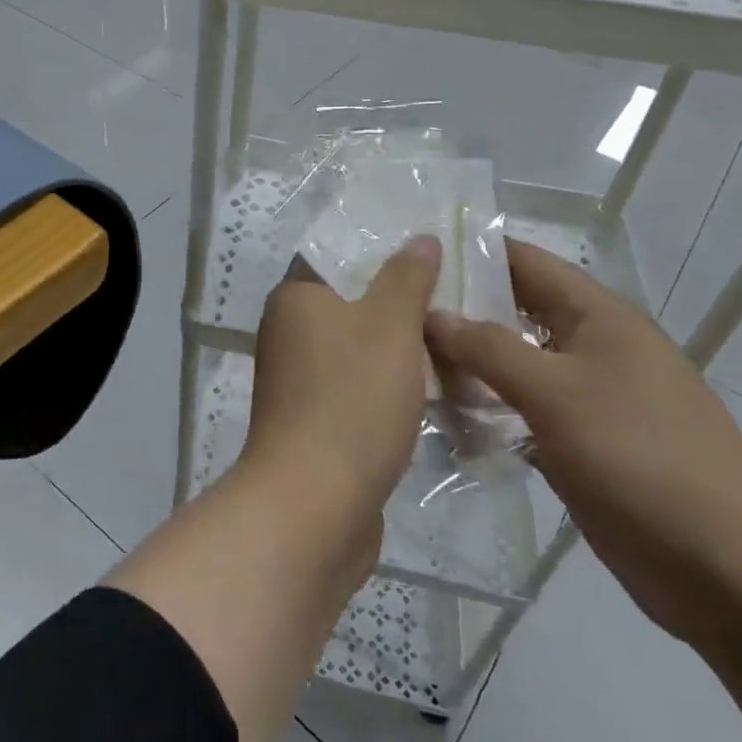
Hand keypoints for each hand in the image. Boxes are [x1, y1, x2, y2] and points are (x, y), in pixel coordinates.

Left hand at [241, 235, 441, 564]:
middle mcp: (287, 331)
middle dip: (399, 301)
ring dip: (398, 348)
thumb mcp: (389, 326)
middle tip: (454, 298)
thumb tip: (418, 237)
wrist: (313, 503)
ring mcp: (297, 379)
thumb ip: (406, 278)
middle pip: (350, 302)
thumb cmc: (351, 399)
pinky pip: (356, 386)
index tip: (429, 252)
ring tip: (454, 341)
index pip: (337, 255)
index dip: (381, 250)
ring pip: (357, 347)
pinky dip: (388, 385)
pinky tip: (432, 390)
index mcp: (295, 297)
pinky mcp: (313, 420)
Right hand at [424, 240, 741, 644]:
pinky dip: (482, 406)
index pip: (523, 261)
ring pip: (511, 363)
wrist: (731, 572)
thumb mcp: (557, 393)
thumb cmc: (644, 459)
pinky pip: (518, 410)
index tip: (410, 252)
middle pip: (512, 311)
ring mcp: (584, 398)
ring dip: (465, 361)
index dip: (470, 249)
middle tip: (389, 307)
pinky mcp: (577, 443)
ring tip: (397, 355)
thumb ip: (488, 349)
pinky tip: (436, 411)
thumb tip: (431, 313)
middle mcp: (589, 346)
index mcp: (597, 316)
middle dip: (457, 307)